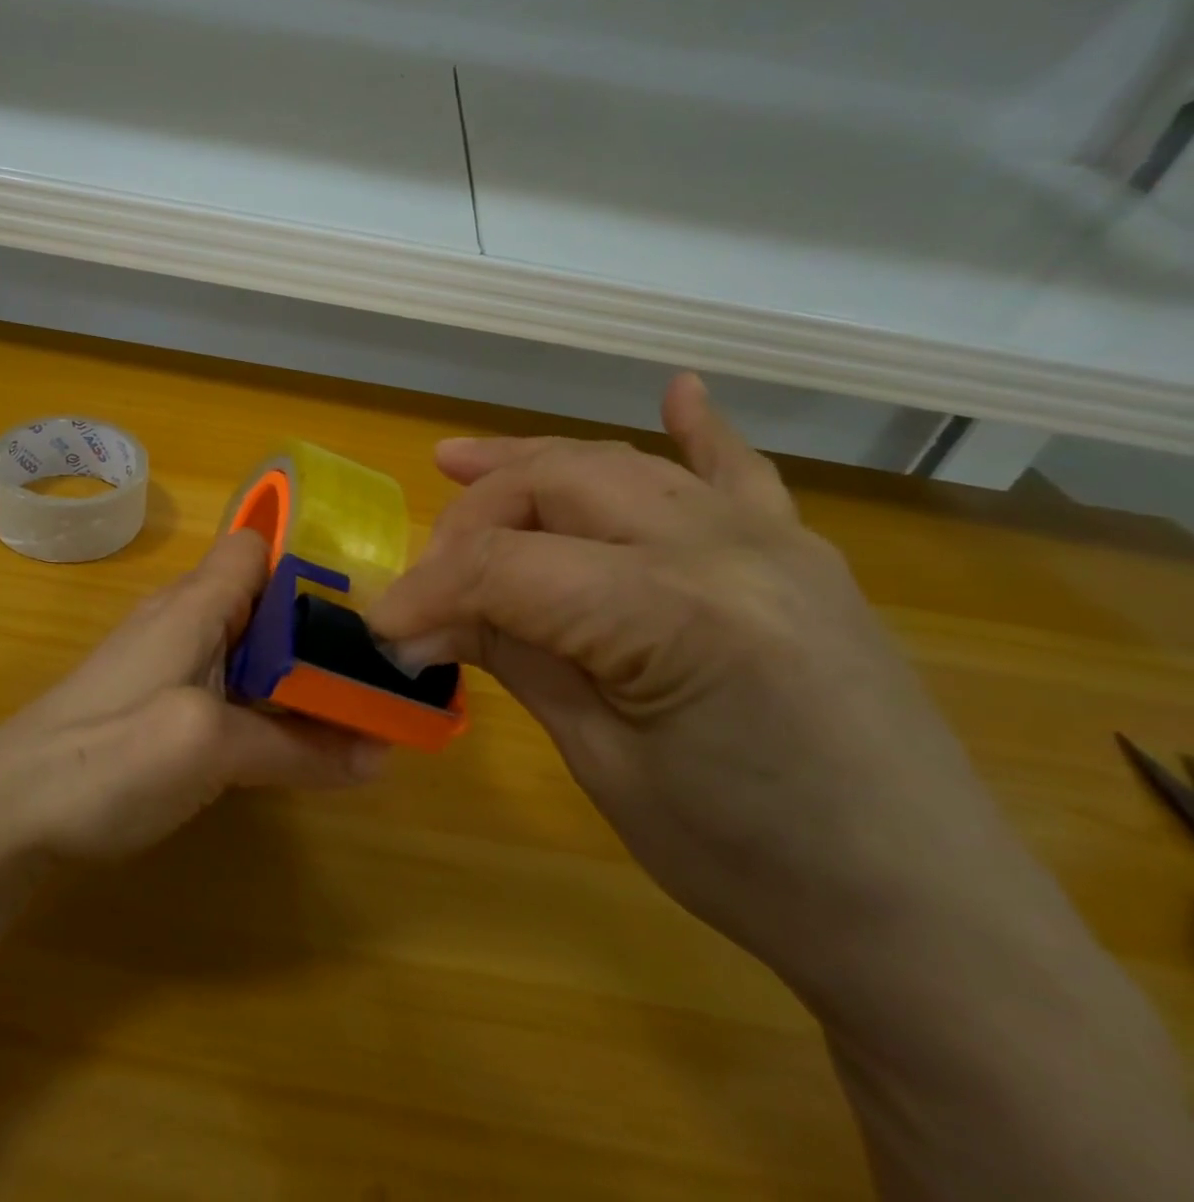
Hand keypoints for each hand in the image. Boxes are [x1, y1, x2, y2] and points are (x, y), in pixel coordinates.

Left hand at [0, 530, 384, 864]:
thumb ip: (296, 748)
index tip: (368, 602)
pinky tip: (290, 736)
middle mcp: (183, 618)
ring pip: (249, 644)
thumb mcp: (210, 748)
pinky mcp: (158, 699)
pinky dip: (266, 699)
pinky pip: (228, 681)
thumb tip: (382, 755)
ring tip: (356, 701)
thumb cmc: (106, 756)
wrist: (7, 809)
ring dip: (297, 669)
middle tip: (380, 666)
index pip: (258, 545)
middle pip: (263, 598)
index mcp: (196, 603)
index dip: (310, 560)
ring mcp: (167, 660)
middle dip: (320, 626)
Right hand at [368, 374, 1040, 996]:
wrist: (926, 916)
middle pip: (554, 486)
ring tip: (459, 462)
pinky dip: (697, 429)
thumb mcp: (605, 764)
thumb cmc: (750, 865)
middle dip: (471, 518)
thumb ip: (516, 658)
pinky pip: (738, 471)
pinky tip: (678, 391)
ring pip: (617, 466)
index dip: (426, 592)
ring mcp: (771, 538)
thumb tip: (423, 619)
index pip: (506, 568)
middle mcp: (722, 547)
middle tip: (428, 575)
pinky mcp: (800, 552)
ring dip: (531, 464)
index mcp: (674, 614)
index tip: (380, 629)